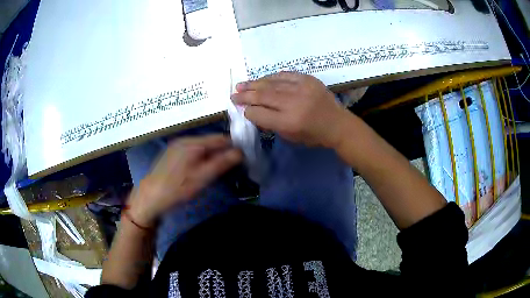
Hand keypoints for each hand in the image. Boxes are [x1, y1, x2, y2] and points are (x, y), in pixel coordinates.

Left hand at [126, 135, 241, 226]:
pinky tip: (200, 169)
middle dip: (222, 151)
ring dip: (211, 154)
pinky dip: (201, 156)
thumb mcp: (201, 178)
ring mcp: (177, 145)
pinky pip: (192, 150)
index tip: (242, 159)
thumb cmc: (177, 189)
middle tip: (229, 167)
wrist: (150, 196)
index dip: (233, 147)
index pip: (221, 138)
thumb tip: (240, 152)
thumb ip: (221, 164)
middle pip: (211, 141)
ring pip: (202, 145)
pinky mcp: (172, 152)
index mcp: (193, 143)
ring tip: (215, 169)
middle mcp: (185, 139)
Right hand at [231, 72, 348, 147]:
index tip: (242, 109)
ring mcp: (302, 88)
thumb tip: (254, 111)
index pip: (259, 113)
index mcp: (289, 122)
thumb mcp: (291, 137)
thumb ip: (271, 124)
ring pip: (271, 83)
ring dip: (254, 84)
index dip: (248, 111)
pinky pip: (284, 75)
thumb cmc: (314, 136)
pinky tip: (262, 79)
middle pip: (262, 96)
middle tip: (233, 94)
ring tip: (242, 85)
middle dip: (245, 95)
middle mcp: (293, 103)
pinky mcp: (308, 79)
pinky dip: (271, 77)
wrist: (338, 124)